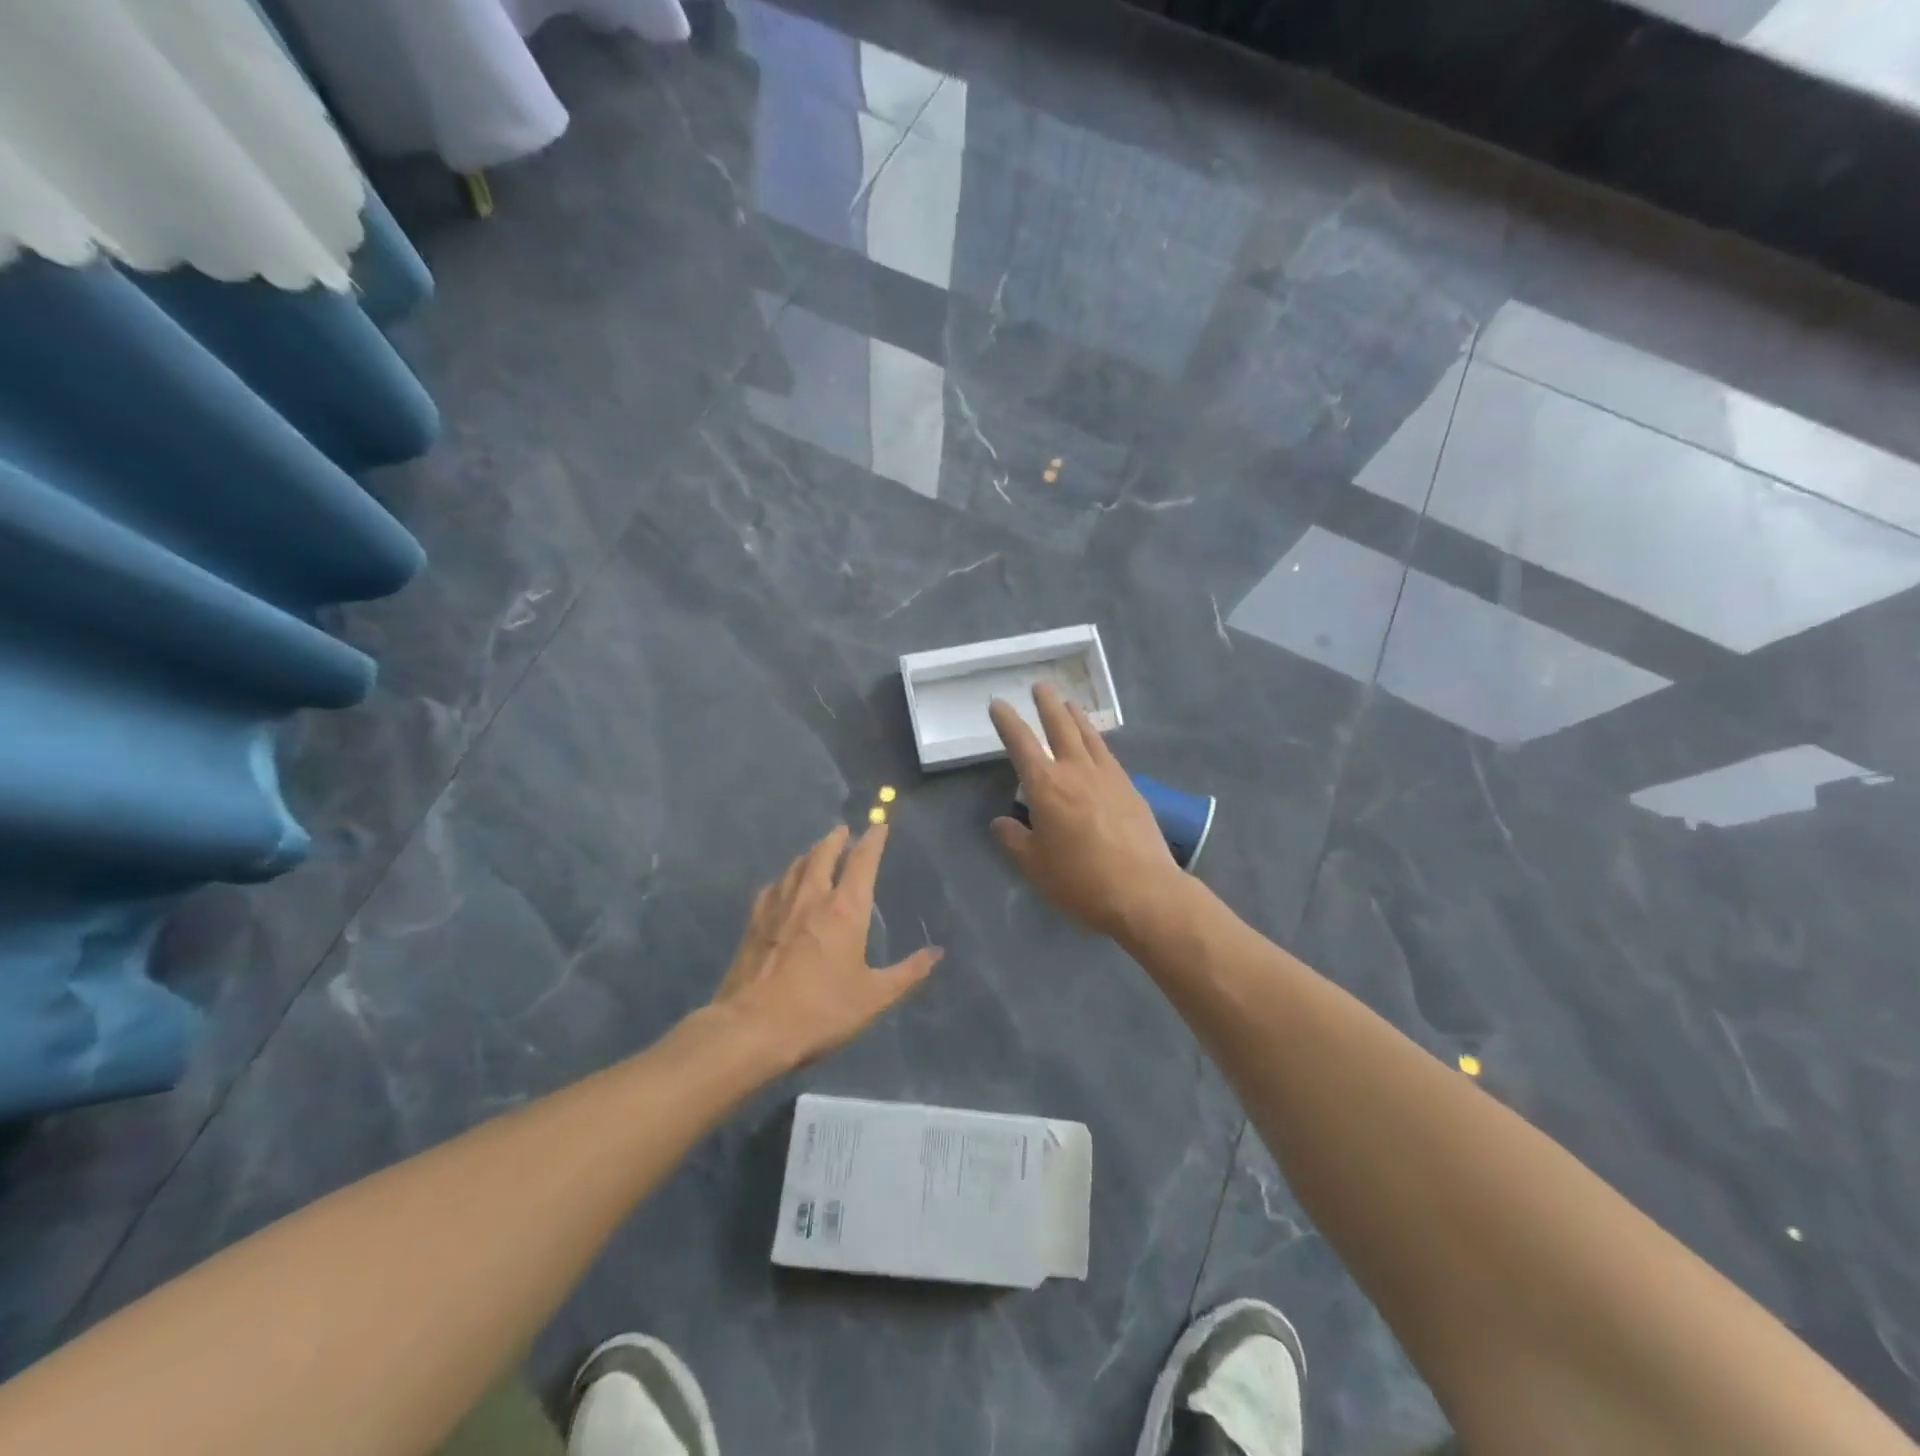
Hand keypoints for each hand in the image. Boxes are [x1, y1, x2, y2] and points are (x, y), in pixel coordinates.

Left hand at [711, 823, 940, 1070]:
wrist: (752, 1028)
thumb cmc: (821, 1011)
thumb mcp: (874, 997)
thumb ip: (907, 973)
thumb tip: (936, 953)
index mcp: (845, 909)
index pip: (862, 861)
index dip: (872, 840)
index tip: (878, 826)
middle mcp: (812, 897)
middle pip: (823, 854)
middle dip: (836, 839)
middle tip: (842, 830)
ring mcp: (778, 907)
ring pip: (795, 867)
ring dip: (809, 854)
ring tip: (815, 850)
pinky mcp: (754, 923)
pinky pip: (772, 887)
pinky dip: (784, 878)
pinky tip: (782, 884)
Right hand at [988, 683, 1180, 937]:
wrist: (1143, 891)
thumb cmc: (1080, 880)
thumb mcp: (1034, 866)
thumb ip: (1014, 840)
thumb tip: (1001, 822)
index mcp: (1046, 786)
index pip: (1021, 743)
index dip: (1007, 721)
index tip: (998, 704)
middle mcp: (1077, 771)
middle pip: (1060, 726)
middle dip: (1047, 704)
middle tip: (1041, 686)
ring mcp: (1109, 777)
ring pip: (1088, 735)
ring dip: (1076, 716)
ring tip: (1069, 703)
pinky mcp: (1131, 789)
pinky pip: (1108, 754)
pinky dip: (1097, 741)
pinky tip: (1097, 746)